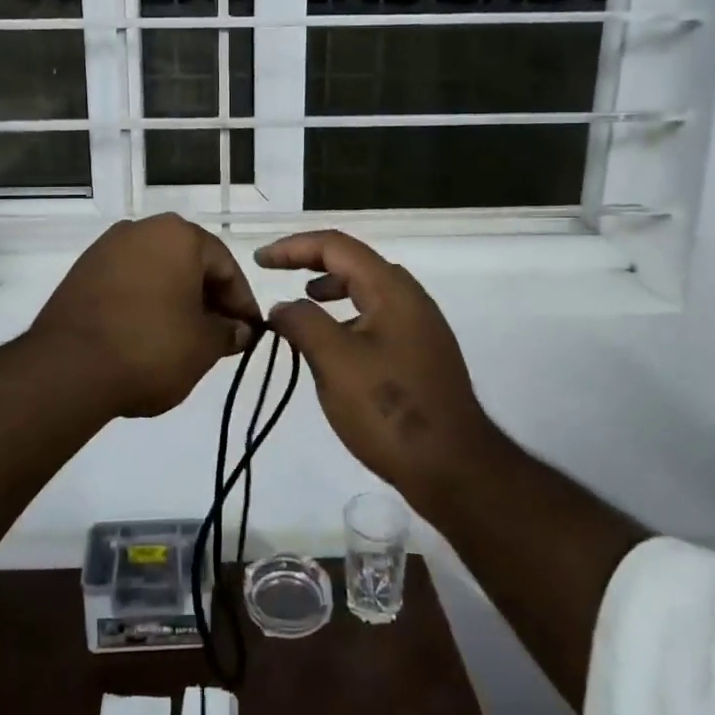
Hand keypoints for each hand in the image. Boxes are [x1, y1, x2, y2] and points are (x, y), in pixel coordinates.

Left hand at [33, 214, 261, 417]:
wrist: (67, 368)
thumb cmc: (150, 348)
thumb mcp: (203, 346)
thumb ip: (228, 332)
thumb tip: (239, 329)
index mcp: (178, 235)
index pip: (225, 266)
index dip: (242, 303)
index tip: (250, 333)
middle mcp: (141, 229)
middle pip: (189, 263)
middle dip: (208, 298)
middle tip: (220, 336)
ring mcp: (106, 248)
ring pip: (157, 271)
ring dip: (175, 299)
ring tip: (184, 338)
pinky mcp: (81, 272)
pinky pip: (127, 282)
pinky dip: (144, 302)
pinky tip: (147, 333)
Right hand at [255, 230, 491, 495]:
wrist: (454, 468)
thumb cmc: (389, 409)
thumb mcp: (334, 362)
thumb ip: (303, 323)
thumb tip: (282, 307)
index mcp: (391, 289)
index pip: (336, 246)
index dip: (294, 247)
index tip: (260, 260)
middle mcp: (410, 298)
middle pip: (355, 262)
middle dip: (312, 262)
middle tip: (278, 273)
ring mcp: (421, 326)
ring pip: (368, 289)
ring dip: (331, 289)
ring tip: (304, 304)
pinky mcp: (422, 353)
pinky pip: (378, 316)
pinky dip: (348, 316)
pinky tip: (334, 344)